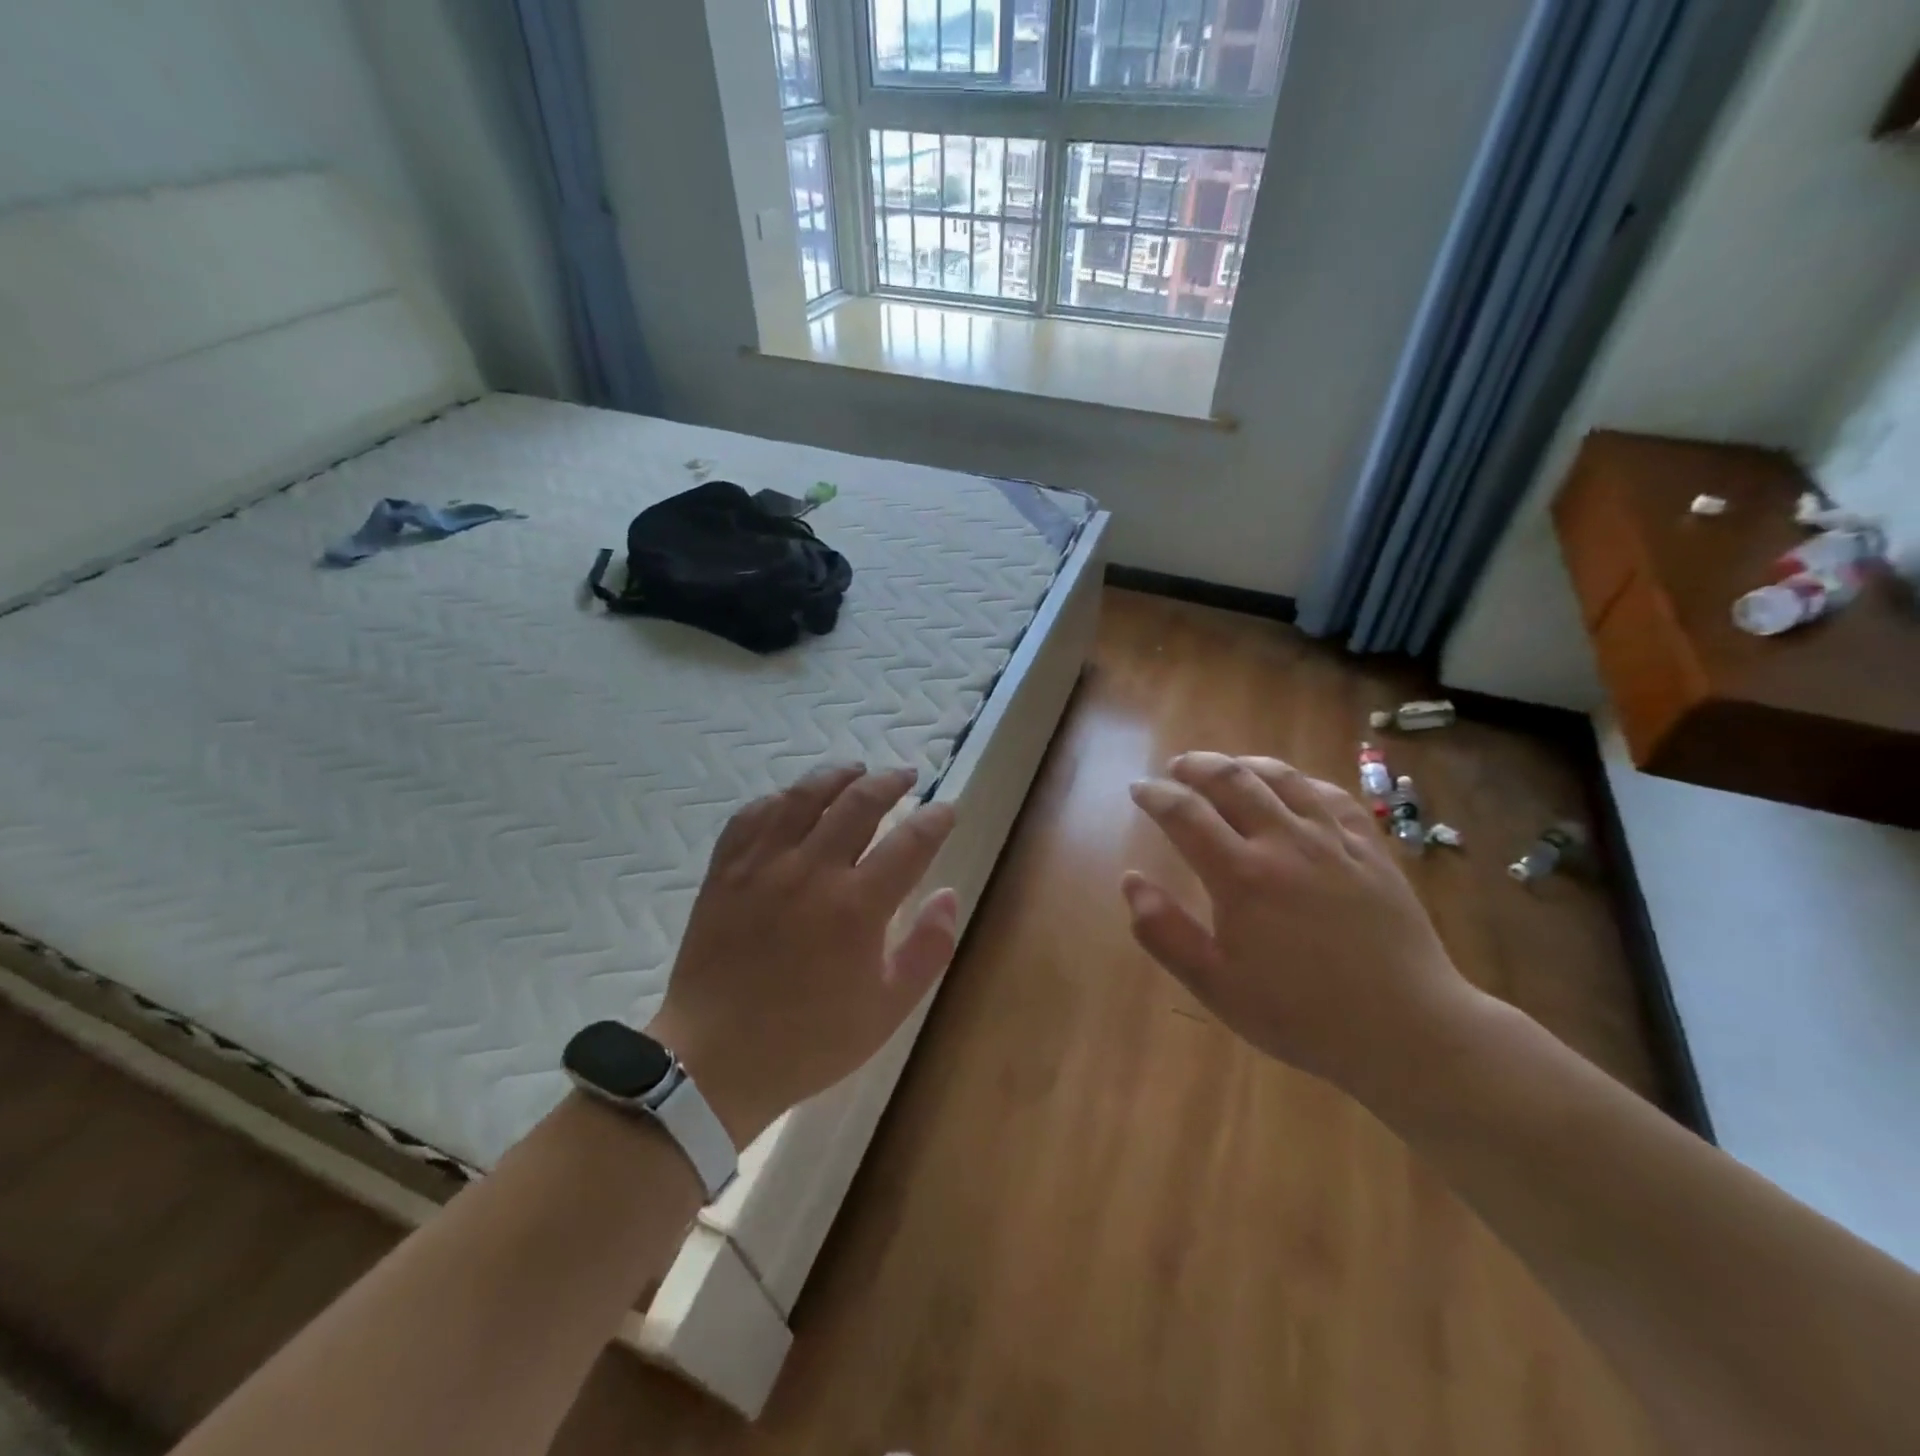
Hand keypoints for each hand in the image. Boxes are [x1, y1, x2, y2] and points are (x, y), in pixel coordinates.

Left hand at [646, 764, 958, 1146]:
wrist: (713, 1060)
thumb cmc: (809, 1040)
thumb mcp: (888, 1009)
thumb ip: (928, 948)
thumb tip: (948, 894)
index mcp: (857, 906)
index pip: (910, 842)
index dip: (935, 819)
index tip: (947, 810)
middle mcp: (811, 871)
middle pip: (859, 802)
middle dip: (890, 781)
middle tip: (906, 777)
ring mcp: (762, 865)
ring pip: (804, 795)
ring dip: (837, 775)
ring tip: (856, 770)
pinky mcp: (725, 871)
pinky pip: (753, 814)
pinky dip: (779, 799)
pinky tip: (793, 800)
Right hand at [1122, 752, 1480, 1106]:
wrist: (1407, 1030)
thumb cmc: (1301, 1015)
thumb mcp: (1216, 986)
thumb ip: (1164, 932)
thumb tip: (1130, 880)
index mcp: (1241, 876)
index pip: (1185, 814)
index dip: (1156, 795)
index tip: (1139, 788)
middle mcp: (1285, 842)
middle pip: (1232, 780)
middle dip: (1196, 766)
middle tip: (1176, 768)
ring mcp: (1334, 841)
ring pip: (1282, 778)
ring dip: (1244, 763)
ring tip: (1225, 767)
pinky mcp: (1371, 849)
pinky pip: (1331, 795)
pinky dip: (1300, 781)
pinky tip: (1292, 787)